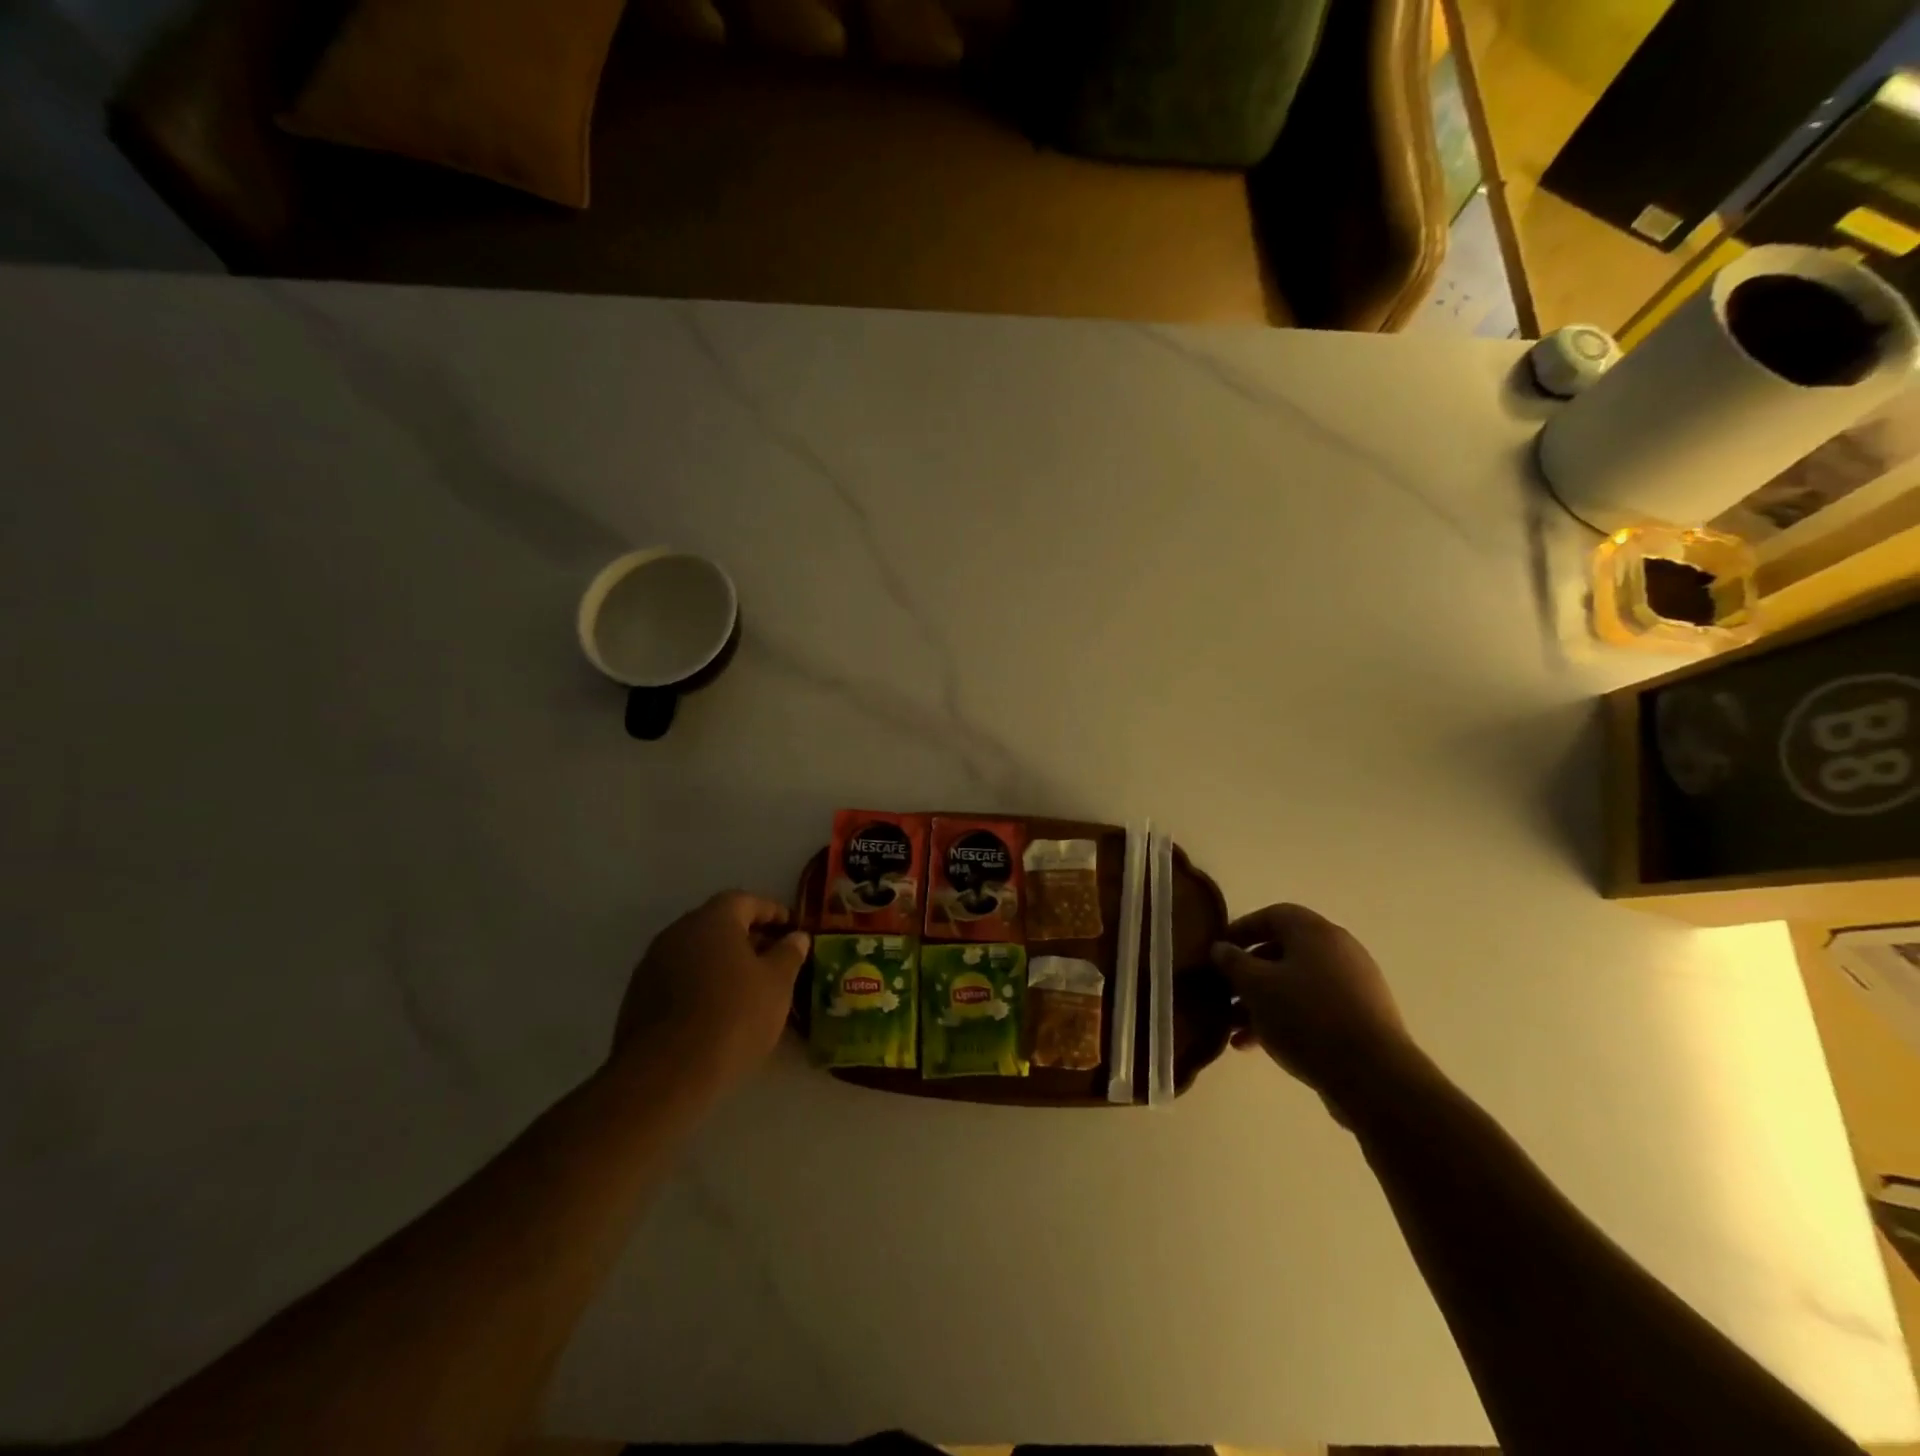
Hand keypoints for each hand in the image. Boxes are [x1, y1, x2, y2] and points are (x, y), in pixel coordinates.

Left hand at [612, 892, 810, 1089]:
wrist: (666, 1073)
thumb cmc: (733, 1016)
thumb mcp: (777, 984)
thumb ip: (789, 954)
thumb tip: (796, 937)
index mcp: (713, 919)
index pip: (746, 901)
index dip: (772, 912)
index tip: (792, 928)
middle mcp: (678, 931)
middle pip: (718, 924)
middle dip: (747, 937)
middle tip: (773, 958)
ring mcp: (653, 963)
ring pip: (697, 952)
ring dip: (722, 962)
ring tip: (747, 987)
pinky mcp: (638, 996)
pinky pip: (678, 977)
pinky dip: (700, 983)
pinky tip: (717, 1009)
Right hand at [1212, 903, 1422, 1120]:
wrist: (1374, 1076)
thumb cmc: (1306, 1017)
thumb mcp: (1256, 986)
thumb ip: (1233, 962)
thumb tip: (1221, 948)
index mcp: (1314, 932)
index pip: (1271, 916)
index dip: (1241, 930)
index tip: (1218, 952)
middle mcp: (1338, 950)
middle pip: (1283, 952)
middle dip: (1249, 973)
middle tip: (1224, 993)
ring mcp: (1354, 985)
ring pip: (1296, 984)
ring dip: (1263, 1002)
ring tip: (1234, 1029)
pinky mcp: (1362, 1018)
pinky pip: (1314, 1008)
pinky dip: (1286, 1019)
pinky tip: (1258, 1046)